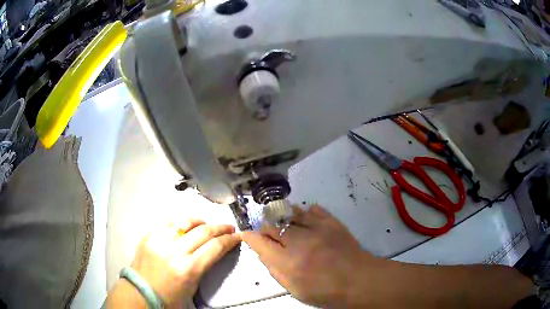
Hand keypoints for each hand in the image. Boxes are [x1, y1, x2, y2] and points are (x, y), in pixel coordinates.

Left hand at [109, 218, 240, 307]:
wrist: (140, 293)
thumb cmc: (170, 297)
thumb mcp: (193, 287)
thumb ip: (205, 266)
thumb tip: (215, 250)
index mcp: (189, 268)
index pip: (215, 247)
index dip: (230, 240)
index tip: (237, 236)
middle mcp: (175, 251)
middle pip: (204, 231)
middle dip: (220, 228)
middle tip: (228, 228)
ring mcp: (159, 240)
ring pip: (186, 221)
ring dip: (201, 221)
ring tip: (207, 225)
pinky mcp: (149, 235)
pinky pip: (168, 221)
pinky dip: (181, 222)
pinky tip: (185, 225)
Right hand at [242, 205, 379, 307]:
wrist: (359, 280)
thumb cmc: (326, 291)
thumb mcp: (296, 290)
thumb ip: (276, 271)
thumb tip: (263, 254)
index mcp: (288, 262)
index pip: (260, 243)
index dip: (250, 237)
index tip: (246, 234)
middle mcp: (300, 242)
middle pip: (273, 226)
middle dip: (266, 230)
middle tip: (270, 236)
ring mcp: (317, 229)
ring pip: (290, 214)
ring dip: (284, 220)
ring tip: (286, 226)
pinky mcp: (332, 222)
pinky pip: (313, 210)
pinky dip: (306, 214)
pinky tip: (306, 220)